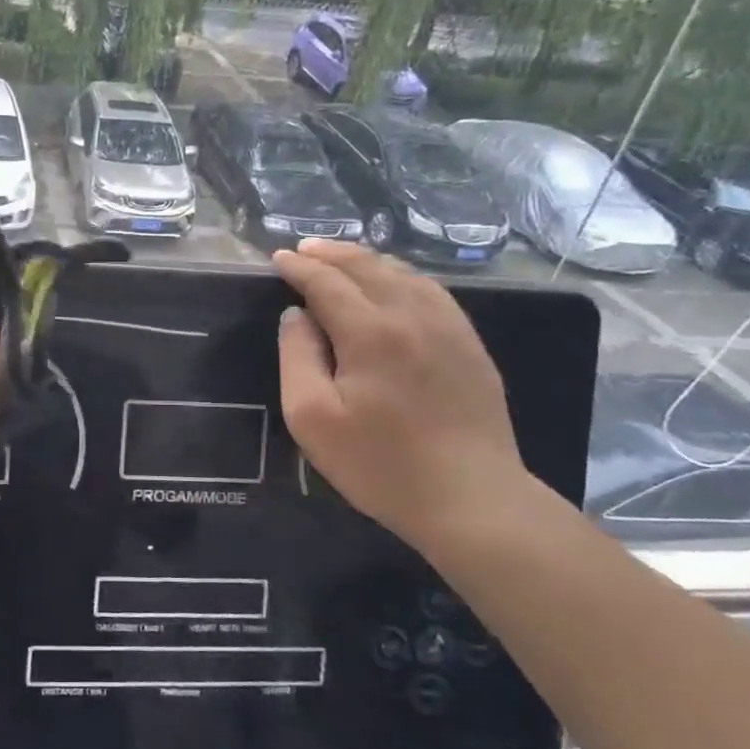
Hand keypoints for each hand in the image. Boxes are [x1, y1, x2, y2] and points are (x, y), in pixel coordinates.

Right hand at [273, 239, 528, 549]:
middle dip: (330, 253)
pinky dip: (402, 276)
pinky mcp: (470, 345)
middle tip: (304, 249)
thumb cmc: (380, 464)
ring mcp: (449, 327)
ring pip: (403, 274)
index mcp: (370, 332)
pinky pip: (432, 292)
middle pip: (367, 267)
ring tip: (341, 259)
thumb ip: (297, 357)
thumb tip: (296, 316)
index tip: (278, 258)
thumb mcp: (312, 418)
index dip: (299, 267)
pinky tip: (393, 284)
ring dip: (366, 260)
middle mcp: (412, 315)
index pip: (326, 282)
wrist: (472, 499)